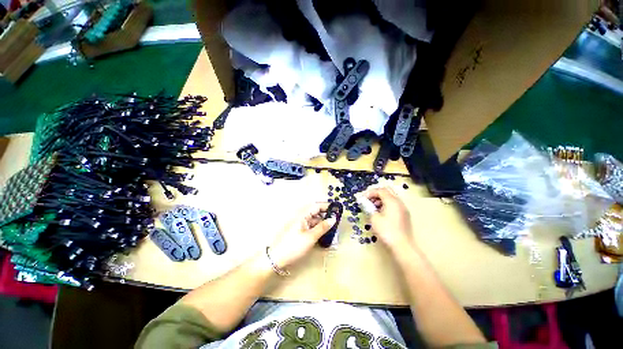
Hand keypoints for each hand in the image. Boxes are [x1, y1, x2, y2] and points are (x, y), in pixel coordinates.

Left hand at [268, 203, 335, 268]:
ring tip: (332, 229)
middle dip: (325, 215)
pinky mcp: (299, 231)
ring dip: (322, 223)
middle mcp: (301, 216)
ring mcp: (299, 224)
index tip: (337, 210)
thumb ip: (323, 227)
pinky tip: (323, 234)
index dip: (327, 206)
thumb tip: (333, 218)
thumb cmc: (294, 245)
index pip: (317, 205)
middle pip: (315, 212)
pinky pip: (310, 226)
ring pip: (313, 220)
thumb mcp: (311, 237)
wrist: (276, 258)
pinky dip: (317, 228)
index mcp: (302, 214)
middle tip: (336, 221)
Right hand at [364, 187, 413, 250]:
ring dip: (380, 199)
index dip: (370, 192)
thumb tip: (363, 202)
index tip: (362, 198)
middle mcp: (399, 202)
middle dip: (376, 193)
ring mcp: (403, 208)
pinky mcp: (404, 214)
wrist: (402, 246)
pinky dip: (386, 204)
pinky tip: (380, 212)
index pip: (380, 190)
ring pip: (391, 197)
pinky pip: (394, 203)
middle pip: (387, 191)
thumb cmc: (387, 231)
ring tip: (372, 206)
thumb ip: (368, 207)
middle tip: (368, 199)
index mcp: (392, 201)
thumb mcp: (374, 218)